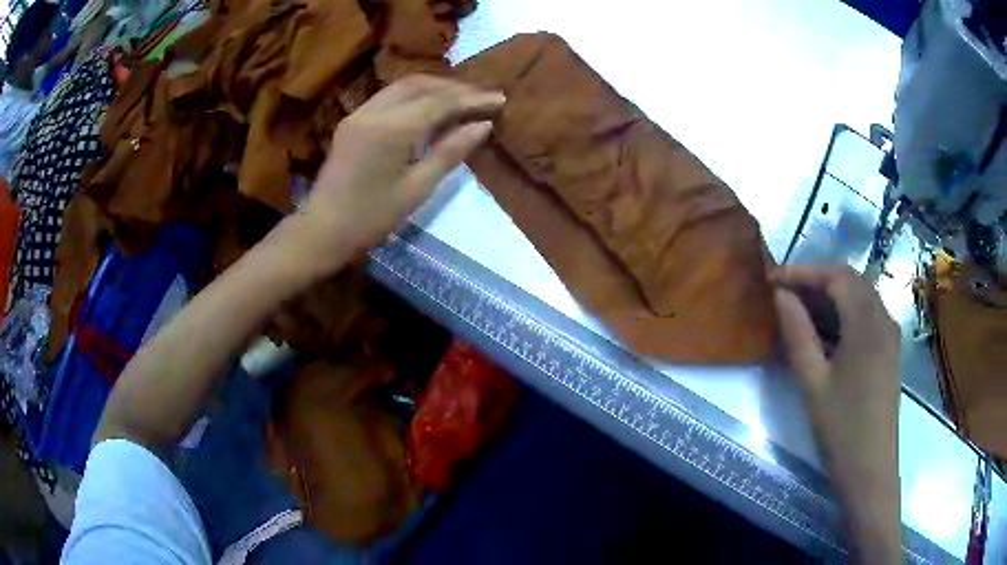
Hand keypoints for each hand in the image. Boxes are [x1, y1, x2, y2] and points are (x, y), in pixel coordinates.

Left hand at [287, 75, 504, 275]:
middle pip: (421, 84)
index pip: (440, 102)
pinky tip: (431, 107)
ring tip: (462, 99)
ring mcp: (359, 113)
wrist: (323, 230)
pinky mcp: (353, 121)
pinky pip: (389, 97)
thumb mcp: (417, 188)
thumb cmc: (372, 217)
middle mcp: (373, 111)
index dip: (472, 98)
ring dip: (435, 87)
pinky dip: (415, 95)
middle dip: (455, 87)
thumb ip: (450, 152)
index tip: (500, 99)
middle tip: (483, 98)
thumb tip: (483, 125)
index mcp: (391, 129)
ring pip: (403, 86)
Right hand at [773, 265, 901, 562]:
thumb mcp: (812, 382)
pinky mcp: (889, 350)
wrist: (870, 469)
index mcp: (867, 323)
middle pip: (851, 280)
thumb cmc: (840, 428)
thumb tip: (781, 295)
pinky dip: (845, 312)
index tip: (773, 279)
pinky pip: (867, 316)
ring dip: (831, 295)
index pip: (836, 276)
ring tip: (801, 309)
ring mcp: (890, 334)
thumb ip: (797, 333)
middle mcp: (883, 318)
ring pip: (860, 296)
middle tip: (785, 292)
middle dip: (817, 279)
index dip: (803, 272)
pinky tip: (826, 332)